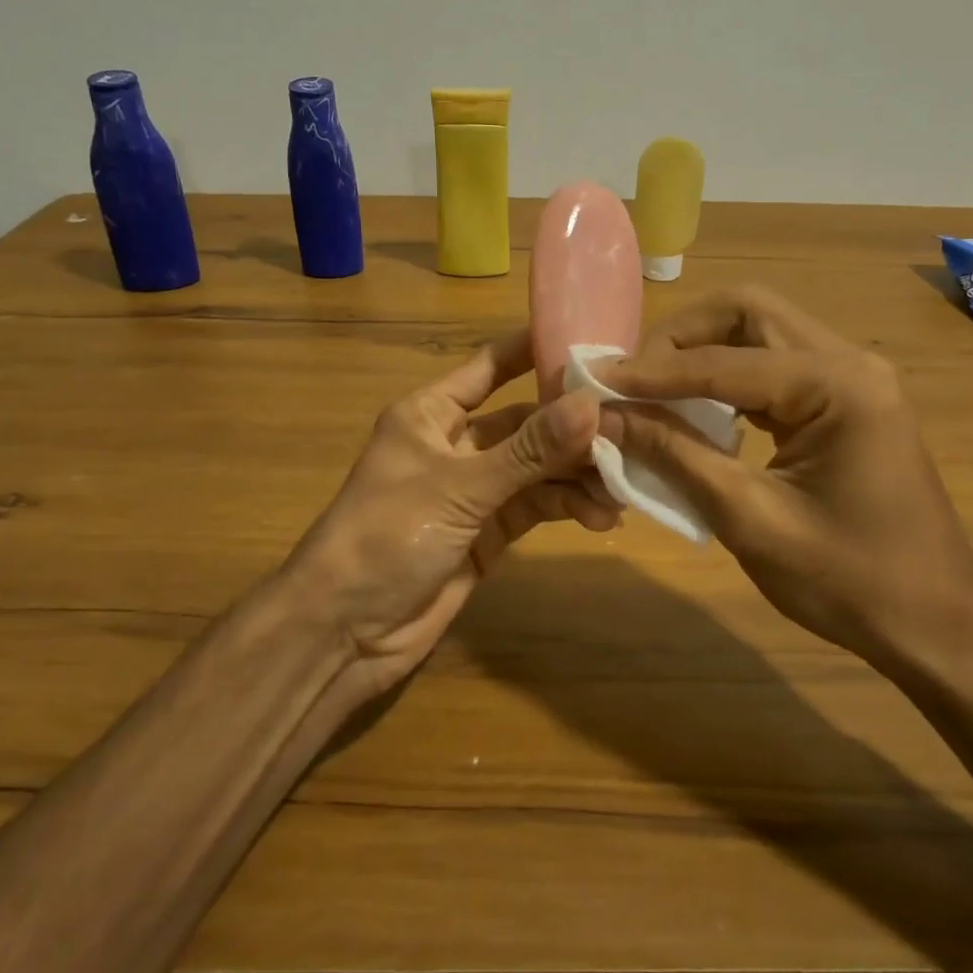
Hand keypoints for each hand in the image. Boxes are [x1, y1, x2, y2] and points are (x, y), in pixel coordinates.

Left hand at [288, 329, 618, 698]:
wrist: (345, 631)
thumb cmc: (387, 535)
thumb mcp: (460, 487)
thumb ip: (528, 451)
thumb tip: (591, 405)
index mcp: (432, 414)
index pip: (490, 367)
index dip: (535, 351)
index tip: (592, 341)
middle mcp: (456, 444)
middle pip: (525, 422)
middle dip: (572, 427)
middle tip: (628, 429)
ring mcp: (474, 490)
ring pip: (537, 467)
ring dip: (576, 473)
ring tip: (621, 484)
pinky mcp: (489, 532)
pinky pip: (536, 506)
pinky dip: (567, 507)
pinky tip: (601, 516)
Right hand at [597, 286, 972, 682]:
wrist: (937, 627)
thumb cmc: (849, 582)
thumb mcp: (750, 519)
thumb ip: (675, 455)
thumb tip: (605, 416)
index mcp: (838, 385)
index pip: (724, 360)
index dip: (653, 371)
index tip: (595, 380)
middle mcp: (848, 361)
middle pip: (747, 312)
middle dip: (680, 337)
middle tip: (631, 377)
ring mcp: (851, 377)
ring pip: (759, 331)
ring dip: (701, 352)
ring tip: (651, 389)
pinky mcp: (845, 399)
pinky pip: (773, 365)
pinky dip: (726, 377)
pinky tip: (695, 408)